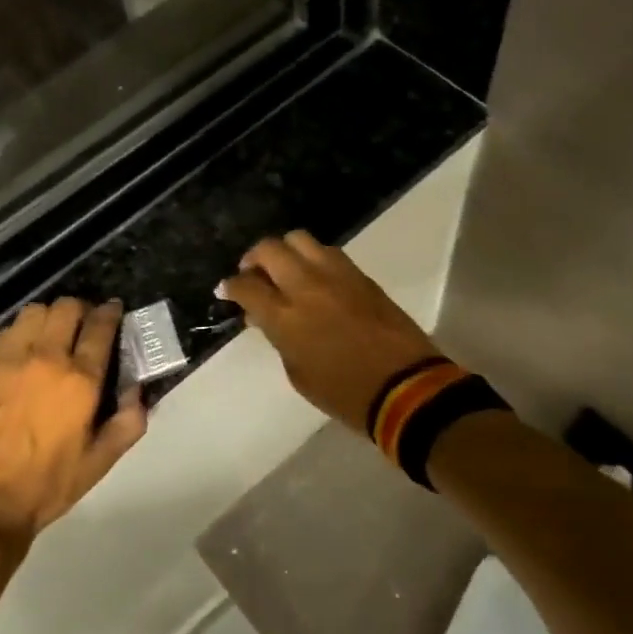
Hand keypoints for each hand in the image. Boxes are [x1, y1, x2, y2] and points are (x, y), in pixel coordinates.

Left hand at [0, 298, 146, 541]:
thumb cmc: (46, 484)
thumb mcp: (99, 463)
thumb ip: (127, 424)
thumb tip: (138, 392)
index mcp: (80, 380)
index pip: (100, 326)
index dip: (111, 312)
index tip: (114, 310)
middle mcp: (47, 358)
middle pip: (67, 308)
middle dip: (82, 309)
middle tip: (85, 324)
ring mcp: (11, 358)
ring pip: (35, 311)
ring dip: (50, 316)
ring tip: (54, 332)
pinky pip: (8, 330)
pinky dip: (23, 330)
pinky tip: (24, 349)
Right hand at [218, 231, 444, 432]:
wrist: (406, 388)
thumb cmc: (345, 394)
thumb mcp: (298, 374)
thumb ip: (278, 338)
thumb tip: (264, 316)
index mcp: (286, 317)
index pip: (246, 286)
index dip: (231, 286)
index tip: (226, 290)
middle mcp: (307, 286)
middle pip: (270, 249)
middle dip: (254, 258)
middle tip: (253, 274)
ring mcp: (336, 275)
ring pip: (299, 239)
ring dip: (285, 251)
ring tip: (285, 270)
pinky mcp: (360, 275)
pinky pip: (328, 252)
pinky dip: (313, 259)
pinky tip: (315, 277)